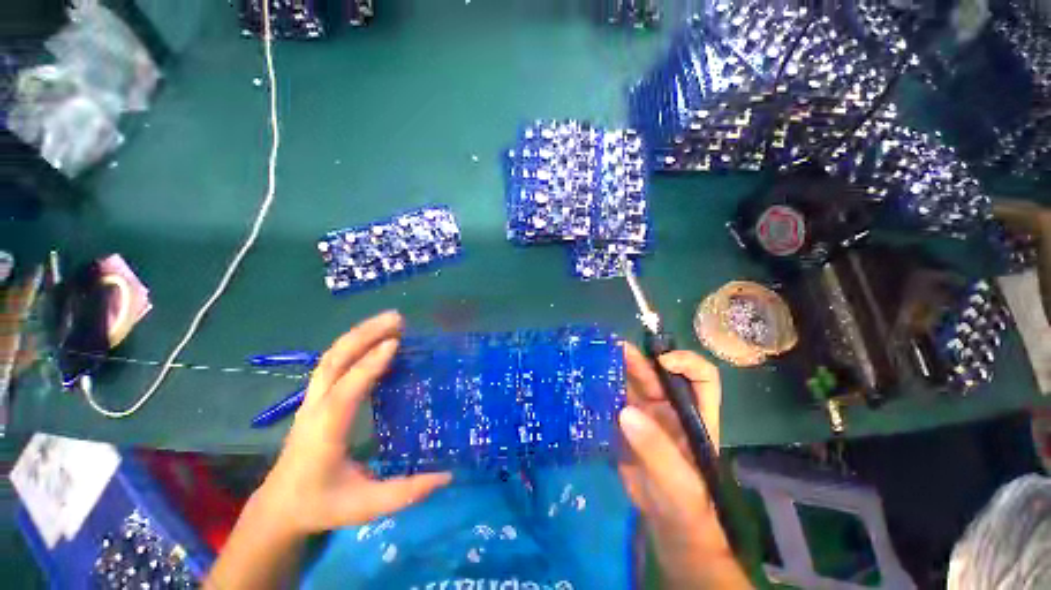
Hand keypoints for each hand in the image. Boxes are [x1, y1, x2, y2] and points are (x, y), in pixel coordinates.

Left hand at [252, 311, 451, 537]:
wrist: (279, 507)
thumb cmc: (322, 504)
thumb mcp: (365, 506)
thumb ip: (406, 492)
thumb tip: (447, 476)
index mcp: (326, 431)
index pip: (347, 389)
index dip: (370, 365)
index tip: (396, 342)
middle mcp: (316, 407)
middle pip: (334, 360)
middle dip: (365, 334)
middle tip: (397, 318)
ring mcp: (313, 399)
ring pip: (332, 356)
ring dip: (360, 334)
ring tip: (390, 320)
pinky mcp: (317, 397)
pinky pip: (334, 362)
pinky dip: (355, 344)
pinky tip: (375, 338)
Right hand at [617, 344, 749, 588]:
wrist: (666, 525)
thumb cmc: (686, 505)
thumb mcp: (678, 481)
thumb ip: (656, 448)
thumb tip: (625, 412)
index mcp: (695, 415)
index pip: (702, 378)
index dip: (686, 363)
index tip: (662, 362)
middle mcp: (670, 408)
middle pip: (656, 374)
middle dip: (638, 358)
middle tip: (614, 347)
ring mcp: (645, 414)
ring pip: (631, 383)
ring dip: (615, 369)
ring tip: (594, 358)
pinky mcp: (625, 424)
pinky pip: (613, 400)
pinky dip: (601, 390)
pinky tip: (586, 385)